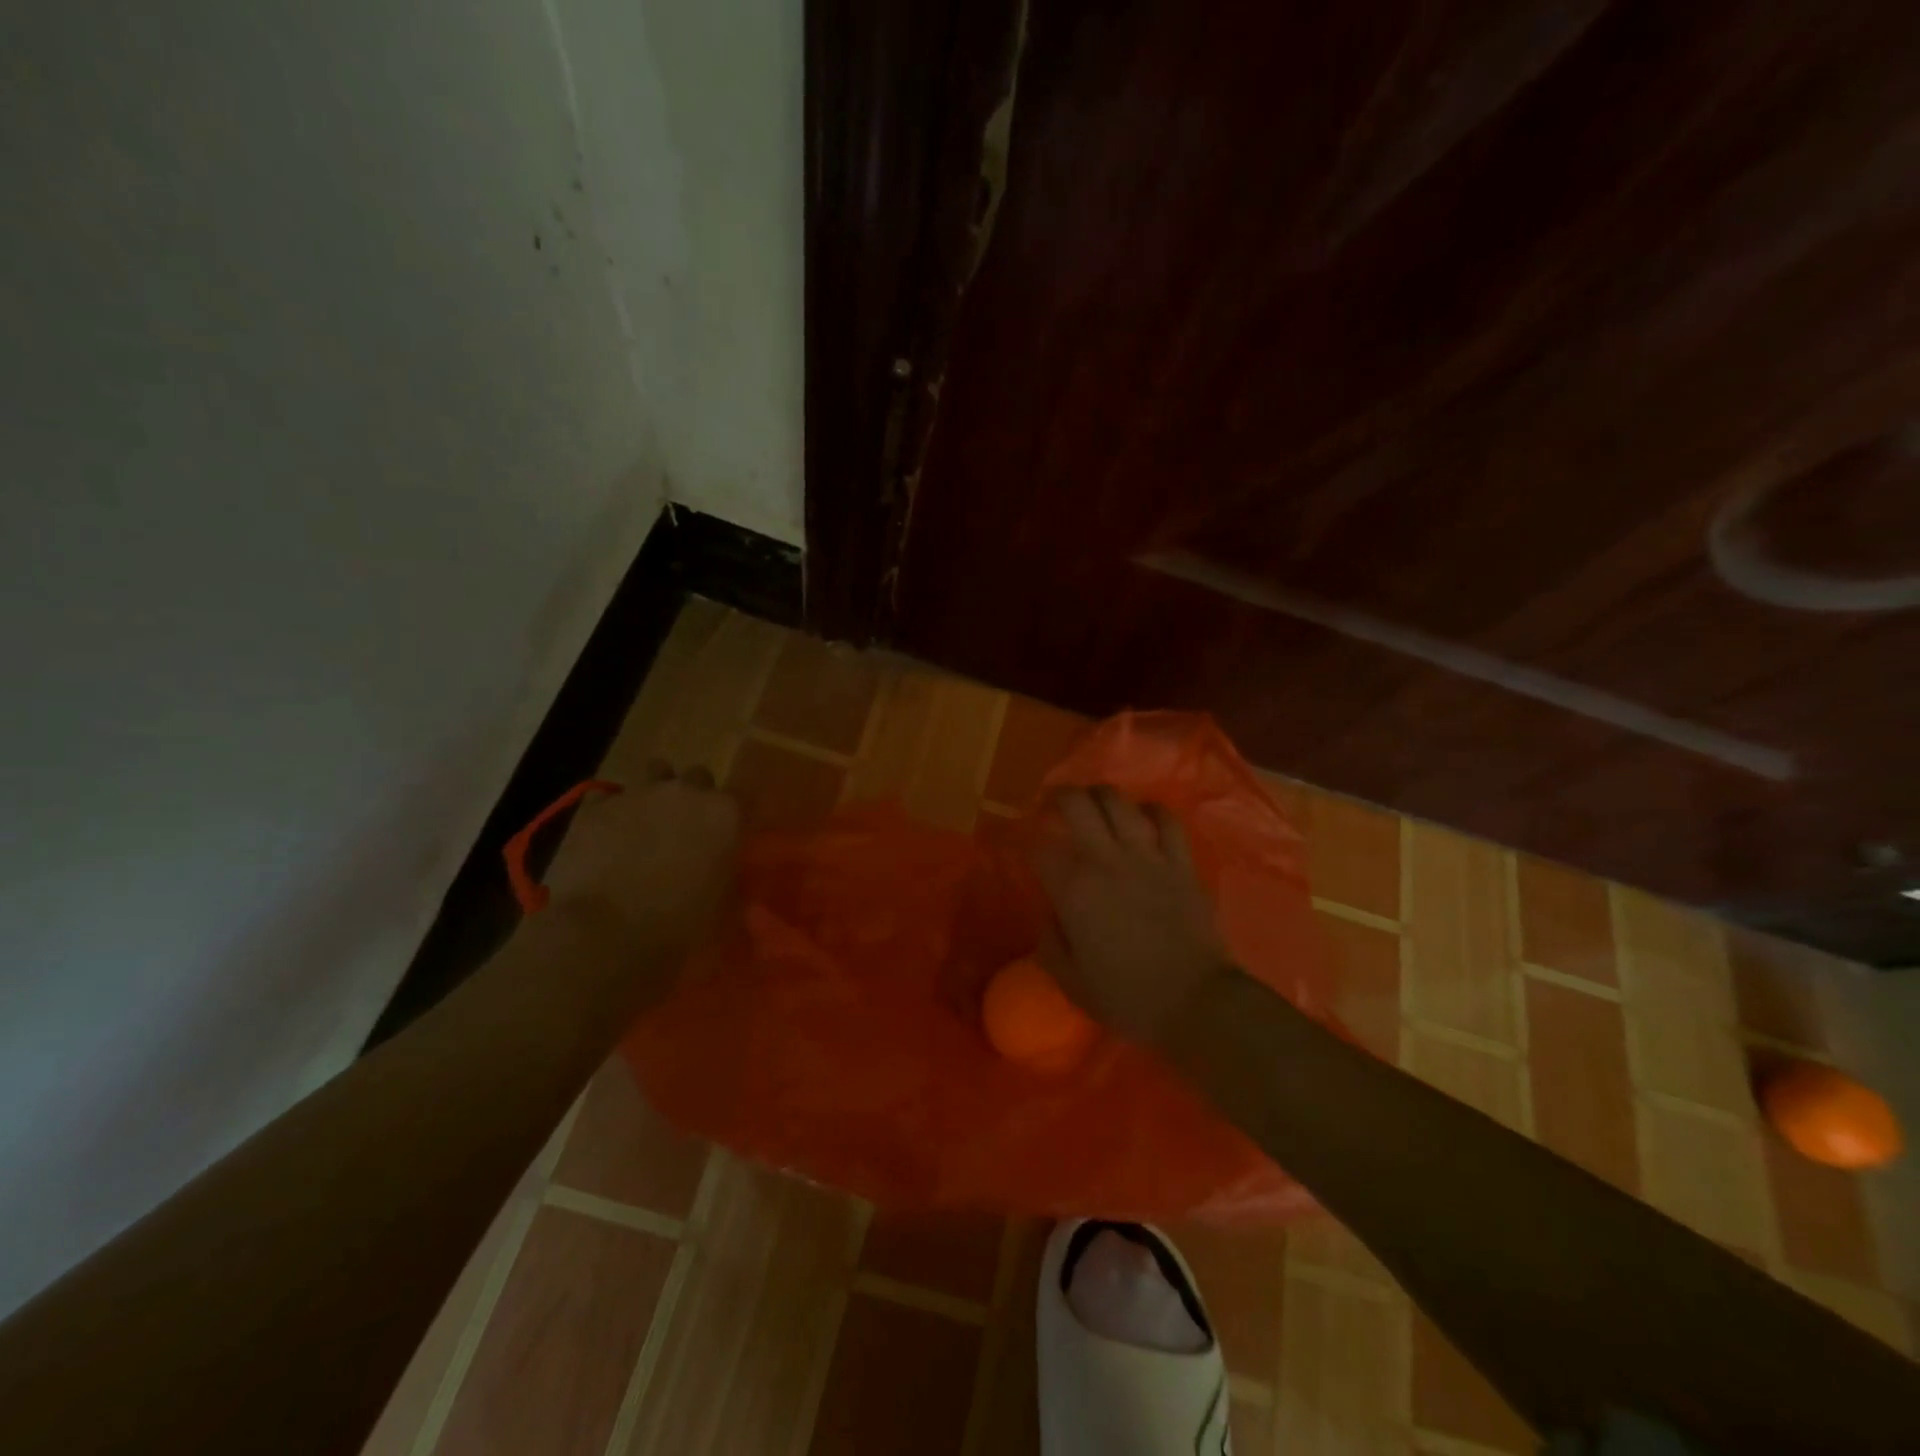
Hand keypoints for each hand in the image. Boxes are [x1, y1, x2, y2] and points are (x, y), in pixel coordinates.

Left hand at [541, 760, 740, 960]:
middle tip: (687, 832)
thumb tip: (731, 881)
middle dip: (695, 798)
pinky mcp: (596, 808)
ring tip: (648, 823)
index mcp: (727, 814)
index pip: (746, 799)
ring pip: (655, 771)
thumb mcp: (727, 911)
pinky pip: (609, 796)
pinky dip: (612, 811)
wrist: (602, 939)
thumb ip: (733, 884)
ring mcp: (638, 794)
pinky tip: (608, 836)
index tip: (732, 839)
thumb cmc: (679, 932)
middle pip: (699, 777)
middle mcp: (687, 792)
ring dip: (656, 791)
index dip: (737, 818)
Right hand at [1033, 785, 1233, 1044]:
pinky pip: (1166, 820)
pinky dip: (1150, 811)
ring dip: (1100, 795)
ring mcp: (1147, 856)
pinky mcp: (1180, 862)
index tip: (1024, 843)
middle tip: (1052, 804)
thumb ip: (1050, 942)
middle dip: (1058, 796)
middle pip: (1076, 803)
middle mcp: (1106, 860)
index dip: (1026, 839)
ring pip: (1118, 801)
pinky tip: (1142, 816)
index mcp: (1074, 888)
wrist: (1196, 1002)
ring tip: (1094, 803)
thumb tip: (1049, 913)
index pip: (1040, 846)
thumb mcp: (1071, 981)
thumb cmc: (1128, 997)